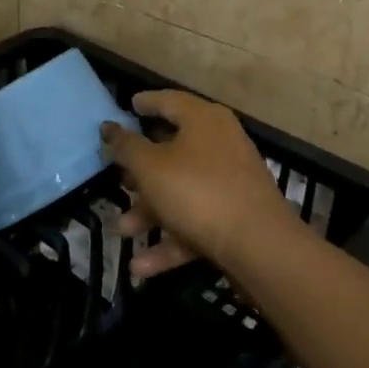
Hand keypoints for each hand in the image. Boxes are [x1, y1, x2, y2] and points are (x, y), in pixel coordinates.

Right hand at [100, 91, 299, 280]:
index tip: (128, 106)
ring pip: (182, 190)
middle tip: (118, 178)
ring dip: (150, 212)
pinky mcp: (236, 215)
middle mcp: (221, 143)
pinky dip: (171, 239)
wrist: (259, 245)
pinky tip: (141, 266)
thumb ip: (126, 146)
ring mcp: (231, 181)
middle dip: (141, 170)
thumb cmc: (197, 191)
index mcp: (203, 120)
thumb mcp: (150, 167)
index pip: (169, 101)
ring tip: (123, 231)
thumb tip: (110, 127)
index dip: (145, 102)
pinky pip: (196, 221)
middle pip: (173, 150)